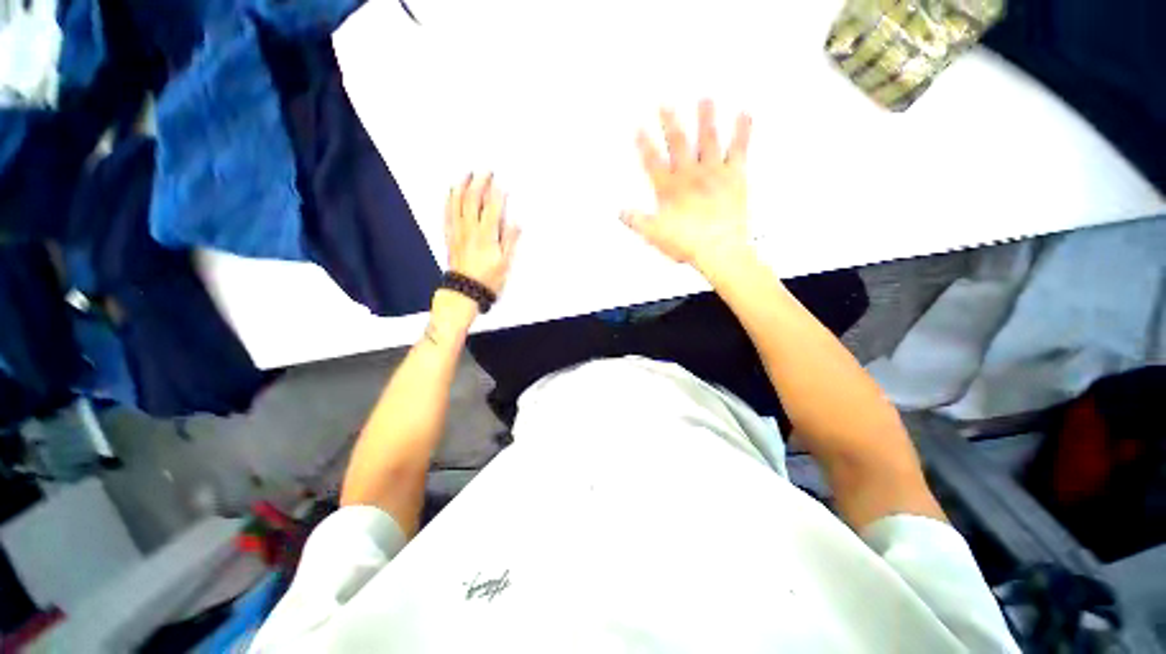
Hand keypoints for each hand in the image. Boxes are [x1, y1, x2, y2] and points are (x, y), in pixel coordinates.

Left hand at [446, 172, 520, 295]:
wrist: (464, 290)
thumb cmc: (489, 278)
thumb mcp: (505, 263)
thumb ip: (510, 240)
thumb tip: (516, 221)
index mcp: (486, 235)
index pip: (491, 207)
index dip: (496, 192)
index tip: (501, 180)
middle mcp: (469, 228)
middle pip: (472, 199)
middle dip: (479, 182)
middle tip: (485, 170)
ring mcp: (457, 231)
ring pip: (457, 203)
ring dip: (462, 186)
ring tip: (467, 174)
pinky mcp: (450, 236)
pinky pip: (447, 213)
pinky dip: (449, 200)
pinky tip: (451, 192)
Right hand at [621, 100, 752, 274]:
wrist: (718, 249)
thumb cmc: (686, 243)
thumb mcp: (654, 235)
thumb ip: (637, 221)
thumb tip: (621, 212)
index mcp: (669, 188)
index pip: (652, 161)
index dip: (644, 145)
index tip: (639, 128)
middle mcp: (690, 174)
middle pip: (678, 143)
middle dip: (670, 122)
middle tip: (666, 104)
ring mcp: (713, 172)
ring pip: (708, 139)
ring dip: (705, 118)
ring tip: (704, 99)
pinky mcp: (734, 176)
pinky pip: (739, 149)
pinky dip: (742, 131)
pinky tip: (744, 114)